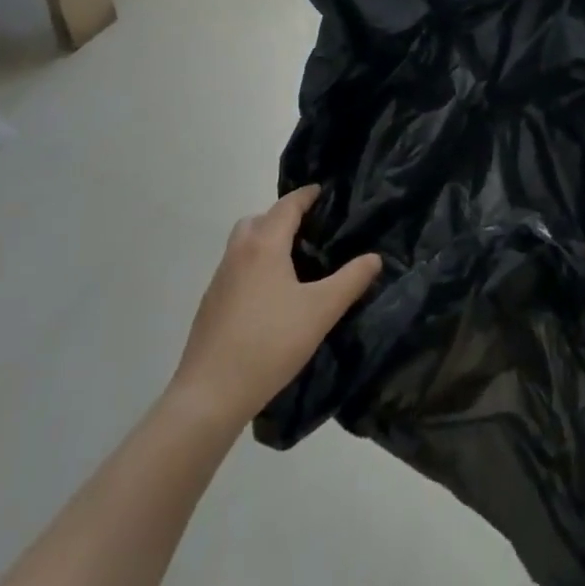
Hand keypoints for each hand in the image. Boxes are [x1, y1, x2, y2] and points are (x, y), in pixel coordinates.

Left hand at [170, 185, 380, 426]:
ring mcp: (220, 279)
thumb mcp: (321, 311)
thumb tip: (374, 257)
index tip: (323, 191)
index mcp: (264, 245)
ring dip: (265, 241)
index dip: (306, 196)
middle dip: (282, 217)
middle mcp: (238, 253)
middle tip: (308, 229)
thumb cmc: (270, 343)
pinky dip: (253, 266)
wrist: (210, 394)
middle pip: (258, 219)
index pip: (287, 206)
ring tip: (292, 263)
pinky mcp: (210, 304)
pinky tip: (270, 296)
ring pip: (243, 244)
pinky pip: (236, 269)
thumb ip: (350, 281)